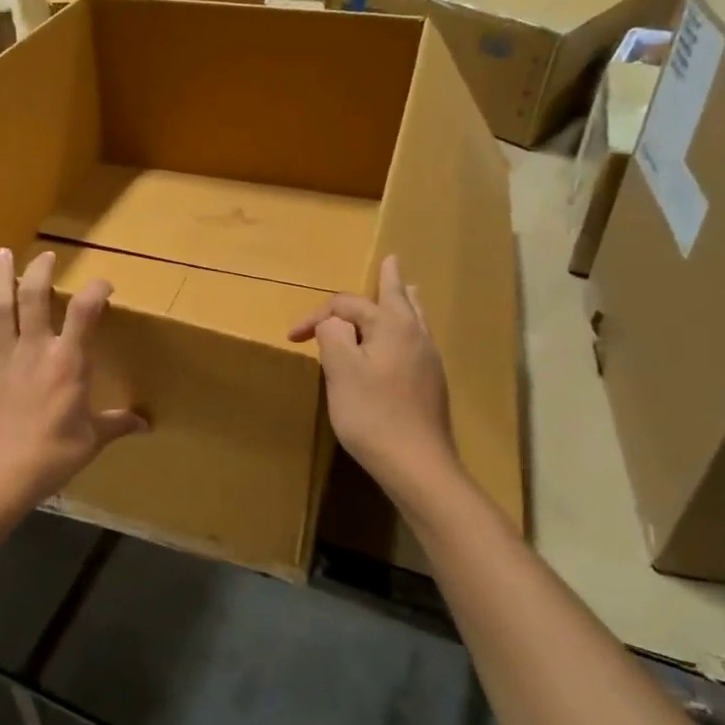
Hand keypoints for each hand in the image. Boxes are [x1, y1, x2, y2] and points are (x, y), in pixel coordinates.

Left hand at [0, 247, 147, 515]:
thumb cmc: (53, 455)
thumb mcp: (92, 440)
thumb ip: (117, 425)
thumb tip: (146, 424)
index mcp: (68, 362)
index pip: (85, 312)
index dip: (96, 290)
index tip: (105, 285)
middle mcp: (36, 350)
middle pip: (34, 298)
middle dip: (40, 271)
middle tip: (46, 255)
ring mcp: (6, 359)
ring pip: (1, 309)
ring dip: (1, 279)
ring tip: (1, 254)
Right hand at [288, 255, 458, 498]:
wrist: (417, 464)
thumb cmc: (373, 415)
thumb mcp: (340, 371)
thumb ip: (332, 336)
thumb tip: (332, 323)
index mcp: (392, 326)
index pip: (347, 306)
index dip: (317, 316)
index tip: (293, 338)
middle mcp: (415, 335)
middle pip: (398, 298)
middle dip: (388, 280)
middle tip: (391, 260)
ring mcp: (428, 360)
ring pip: (415, 318)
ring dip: (404, 300)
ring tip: (408, 287)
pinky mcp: (431, 383)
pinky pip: (417, 340)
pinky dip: (407, 326)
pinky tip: (406, 338)